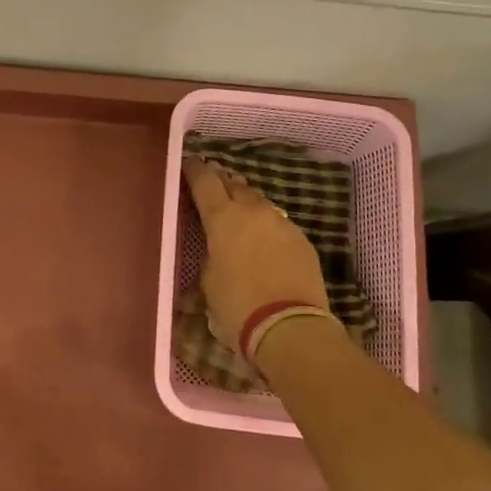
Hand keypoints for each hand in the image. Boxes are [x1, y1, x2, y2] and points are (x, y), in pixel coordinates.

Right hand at [183, 158, 330, 345]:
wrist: (289, 326)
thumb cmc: (237, 305)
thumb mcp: (209, 278)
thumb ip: (212, 252)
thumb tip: (219, 247)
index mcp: (223, 217)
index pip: (205, 181)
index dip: (194, 170)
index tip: (188, 164)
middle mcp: (253, 211)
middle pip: (234, 184)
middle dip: (221, 182)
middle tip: (210, 184)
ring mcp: (282, 223)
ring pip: (259, 201)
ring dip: (245, 202)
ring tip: (235, 210)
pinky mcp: (301, 239)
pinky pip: (277, 222)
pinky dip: (264, 224)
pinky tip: (260, 238)